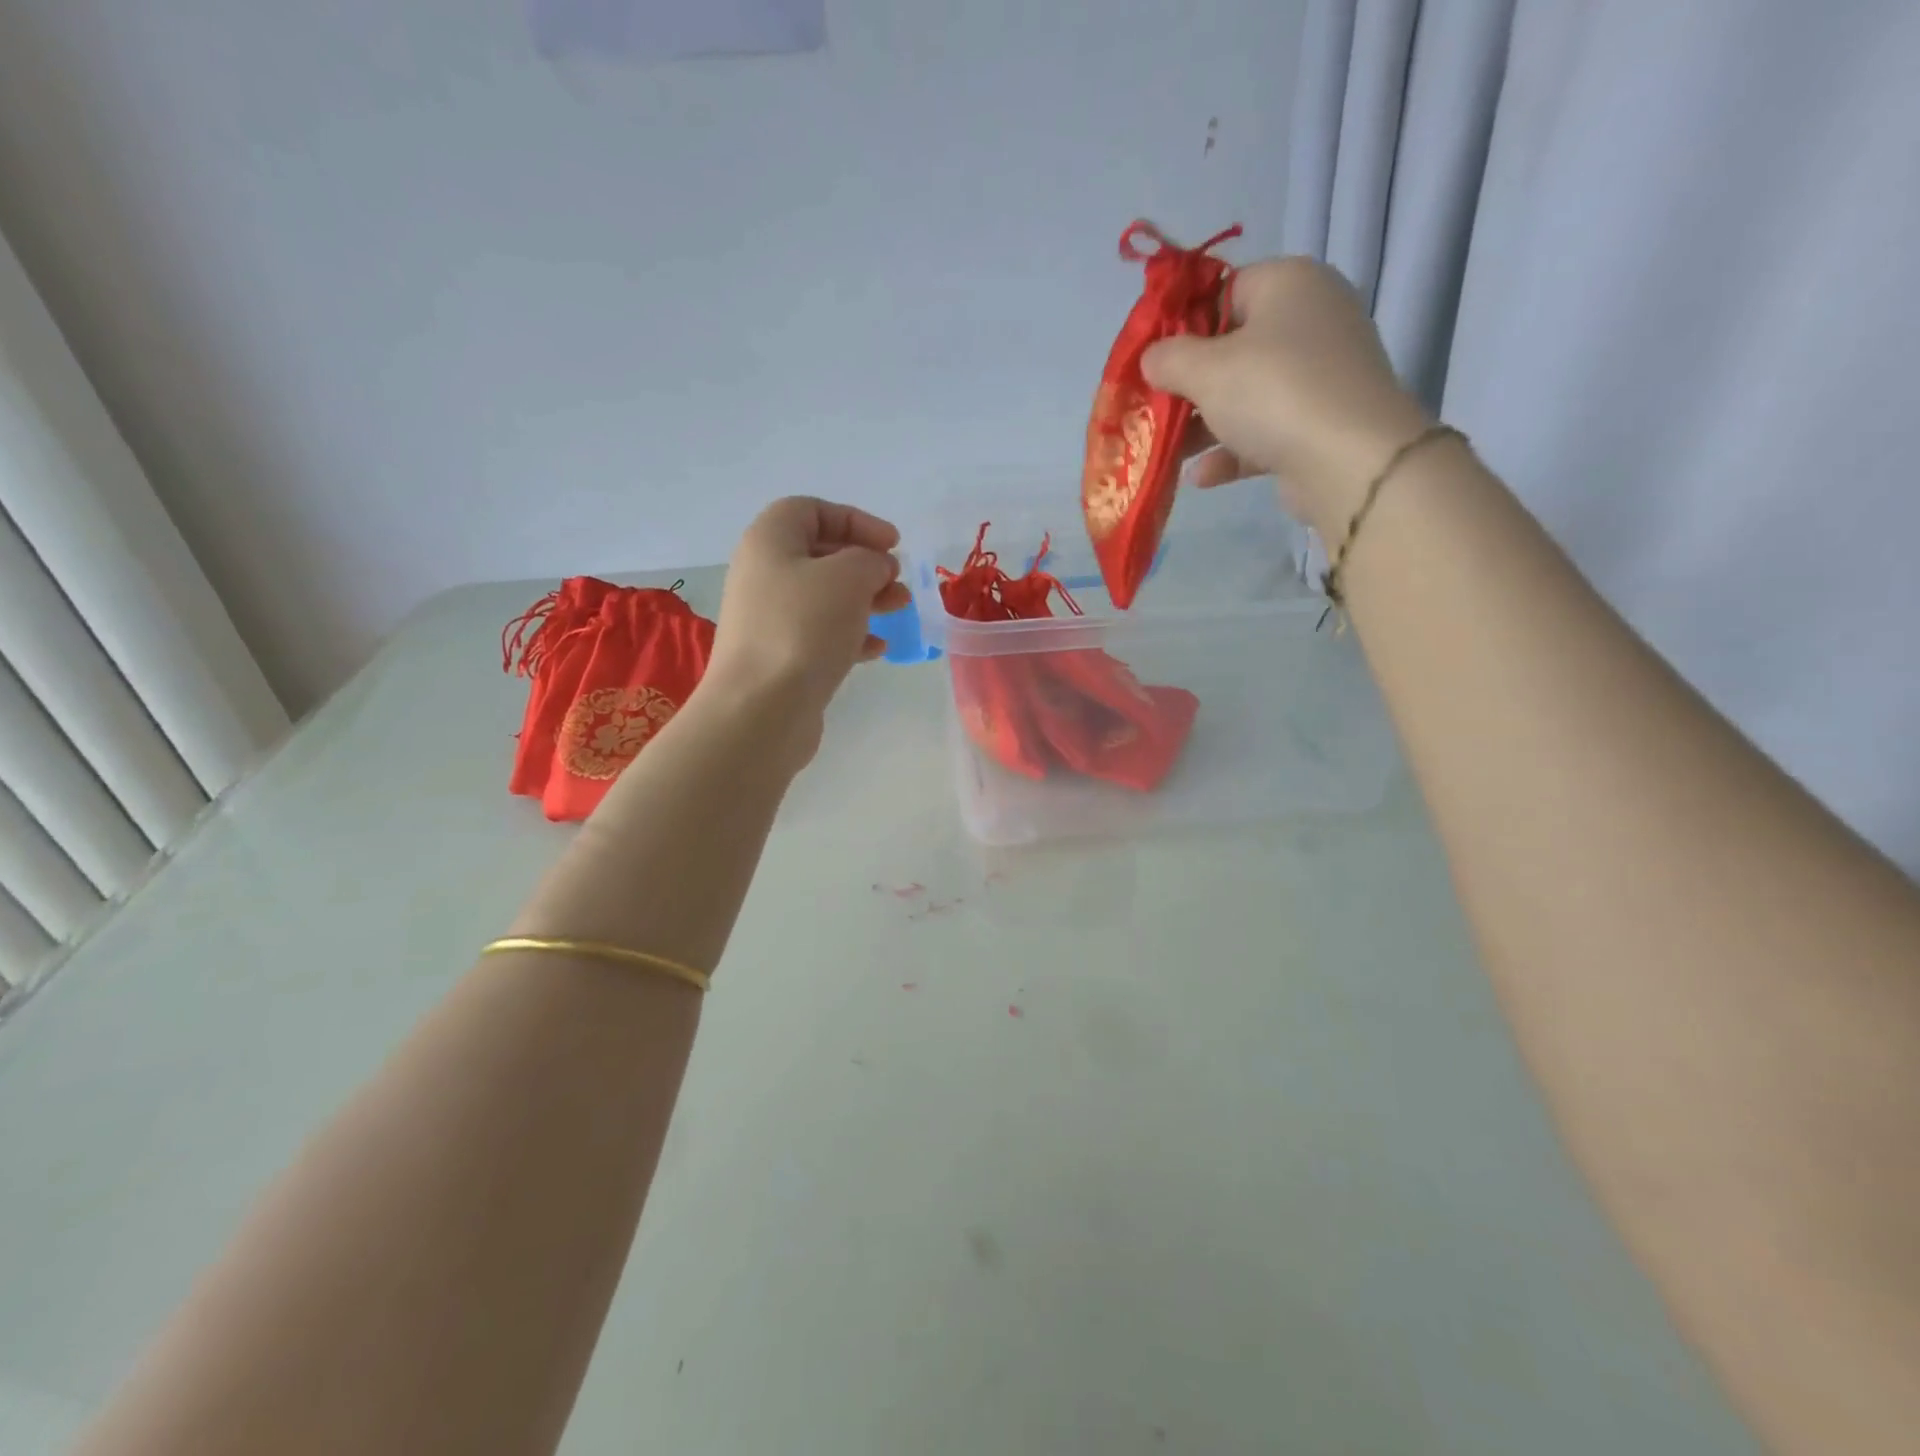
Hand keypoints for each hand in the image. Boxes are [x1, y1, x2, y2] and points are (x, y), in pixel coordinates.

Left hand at [703, 497, 910, 749]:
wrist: (761, 709)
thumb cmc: (803, 628)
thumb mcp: (848, 577)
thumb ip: (870, 560)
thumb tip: (875, 568)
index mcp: (769, 541)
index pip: (811, 511)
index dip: (855, 520)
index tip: (892, 544)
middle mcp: (763, 575)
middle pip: (820, 555)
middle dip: (865, 564)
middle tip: (897, 580)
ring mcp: (770, 620)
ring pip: (825, 597)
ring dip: (865, 599)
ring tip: (900, 609)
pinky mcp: (781, 657)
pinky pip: (821, 635)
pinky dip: (851, 635)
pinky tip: (878, 649)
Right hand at [1141, 257, 1431, 536]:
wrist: (1348, 459)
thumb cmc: (1273, 392)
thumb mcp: (1206, 369)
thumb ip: (1170, 358)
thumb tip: (1151, 357)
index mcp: (1289, 284)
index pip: (1226, 289)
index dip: (1183, 322)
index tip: (1152, 358)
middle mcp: (1311, 320)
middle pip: (1233, 347)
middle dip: (1189, 383)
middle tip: (1153, 407)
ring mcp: (1319, 375)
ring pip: (1246, 395)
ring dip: (1203, 425)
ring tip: (1166, 450)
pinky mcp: (1320, 424)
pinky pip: (1264, 432)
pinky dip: (1231, 452)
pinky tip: (1200, 477)